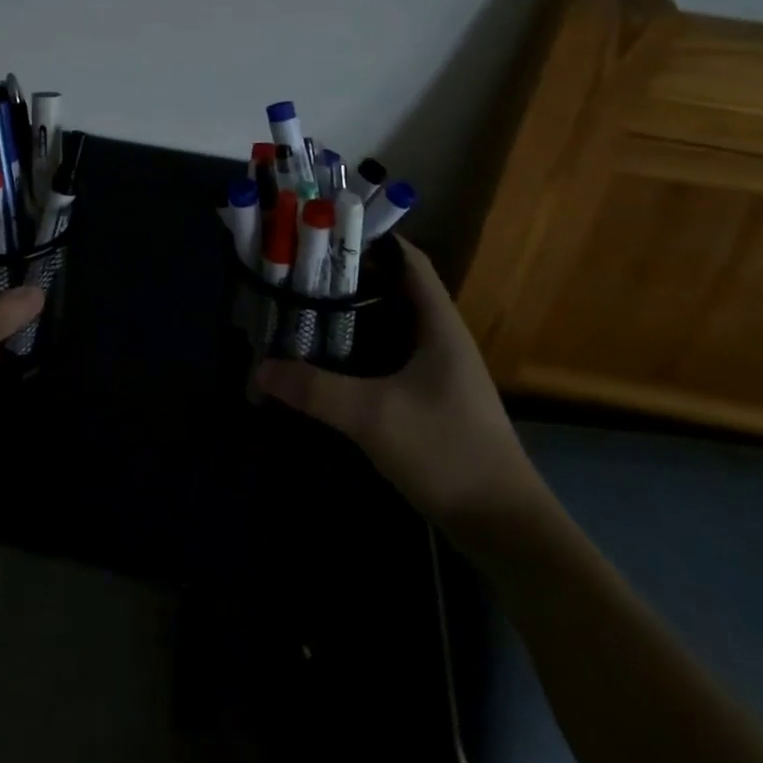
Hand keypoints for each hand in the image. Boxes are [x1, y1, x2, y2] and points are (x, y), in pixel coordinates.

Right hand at [255, 237, 544, 532]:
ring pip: (389, 324)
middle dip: (348, 277)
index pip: (407, 259)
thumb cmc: (446, 451)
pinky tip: (329, 358)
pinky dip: (359, 348)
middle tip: (299, 272)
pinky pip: (389, 355)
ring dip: (352, 314)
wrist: (504, 528)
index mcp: (438, 323)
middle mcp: (440, 337)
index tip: (323, 234)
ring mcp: (438, 370)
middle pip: (392, 288)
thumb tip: (258, 369)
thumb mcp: (373, 416)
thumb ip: (315, 390)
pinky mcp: (431, 398)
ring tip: (304, 307)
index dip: (370, 239)